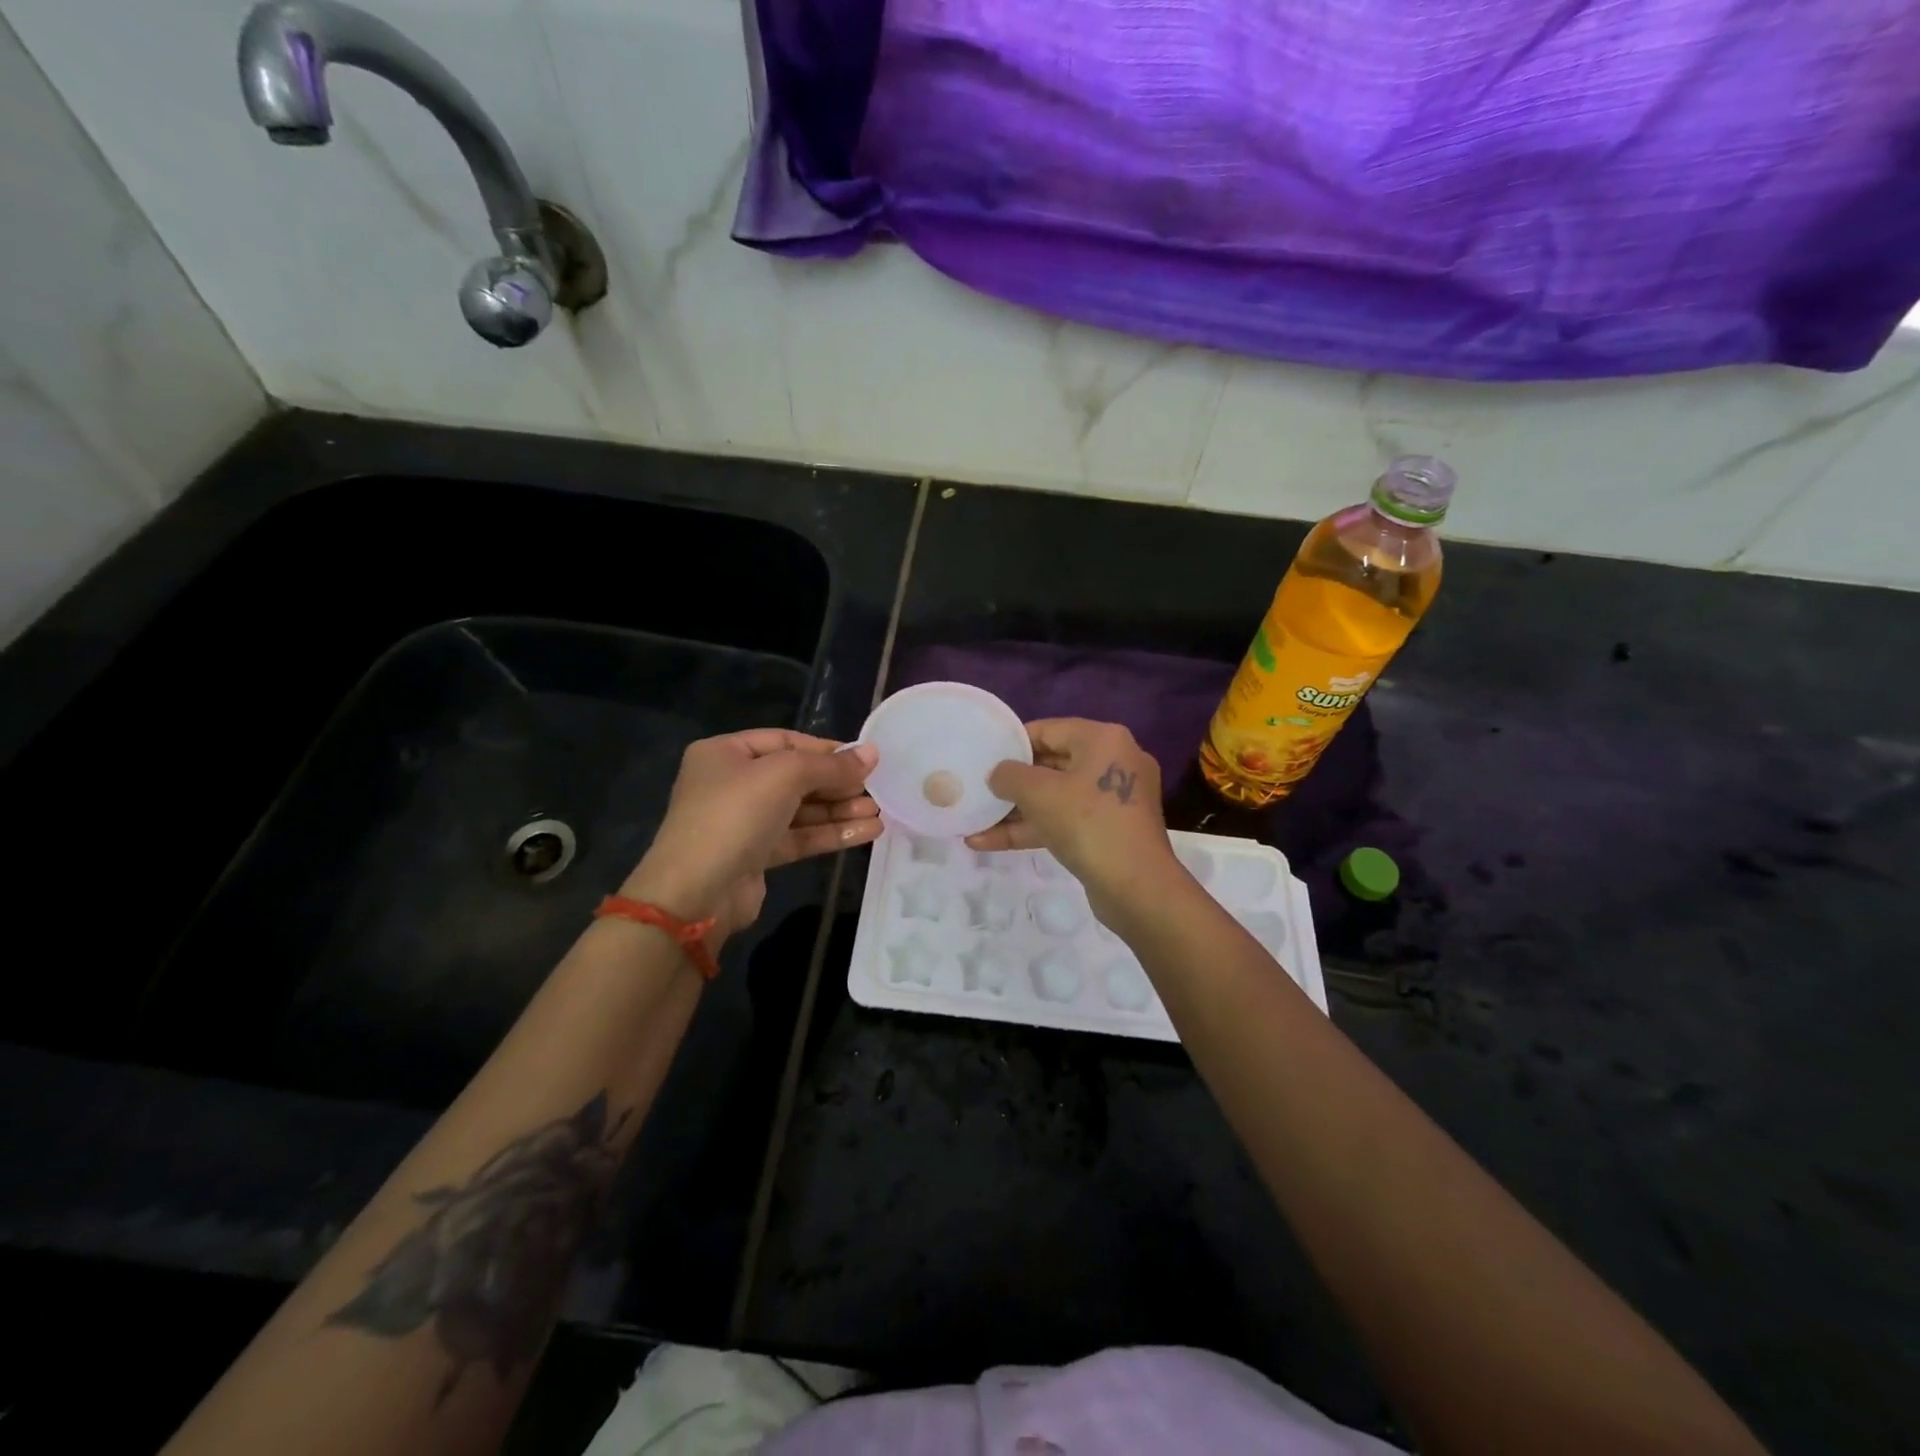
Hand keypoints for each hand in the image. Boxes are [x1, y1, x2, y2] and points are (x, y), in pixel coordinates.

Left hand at [622, 730, 880, 940]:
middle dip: (837, 783)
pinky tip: (867, 832)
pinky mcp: (756, 855)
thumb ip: (831, 765)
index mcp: (725, 753)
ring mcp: (743, 822)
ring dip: (839, 810)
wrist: (696, 893)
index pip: (785, 741)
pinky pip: (799, 837)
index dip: (826, 749)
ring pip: (801, 810)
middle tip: (877, 787)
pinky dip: (831, 833)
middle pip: (795, 776)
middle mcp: (732, 784)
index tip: (864, 759)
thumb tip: (873, 753)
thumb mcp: (785, 775)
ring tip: (879, 813)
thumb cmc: (735, 815)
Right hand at [965, 718, 1179, 921]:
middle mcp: (1114, 761)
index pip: (1048, 730)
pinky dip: (1033, 828)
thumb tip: (998, 774)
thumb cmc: (1087, 824)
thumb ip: (1009, 775)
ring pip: (1056, 797)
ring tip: (974, 819)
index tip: (983, 756)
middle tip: (977, 787)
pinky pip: (1065, 820)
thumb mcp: (1038, 793)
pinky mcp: (1109, 830)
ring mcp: (1113, 799)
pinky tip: (988, 842)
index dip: (1012, 743)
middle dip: (1011, 782)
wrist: (1137, 887)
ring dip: (1015, 810)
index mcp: (1104, 740)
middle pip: (1051, 764)